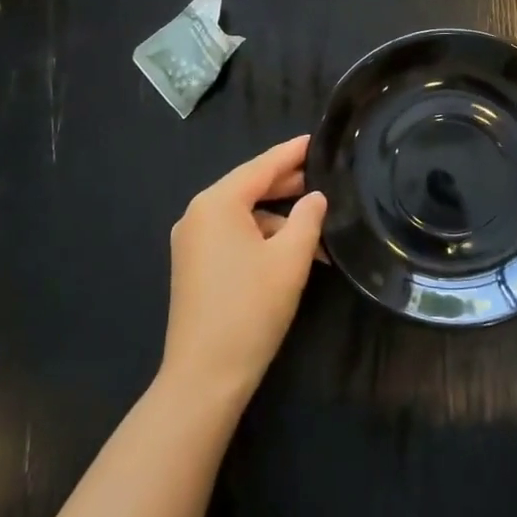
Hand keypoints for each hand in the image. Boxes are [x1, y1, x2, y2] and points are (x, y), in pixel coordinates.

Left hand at [162, 135, 327, 404]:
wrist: (204, 376)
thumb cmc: (250, 309)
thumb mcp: (290, 259)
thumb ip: (308, 218)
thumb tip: (315, 197)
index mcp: (217, 203)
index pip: (261, 166)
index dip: (292, 153)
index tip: (317, 140)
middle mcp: (198, 214)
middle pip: (249, 188)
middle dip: (287, 184)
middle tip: (325, 177)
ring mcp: (191, 241)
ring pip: (243, 215)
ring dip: (279, 219)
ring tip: (318, 227)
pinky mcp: (193, 266)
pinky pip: (232, 236)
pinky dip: (261, 238)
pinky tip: (291, 253)